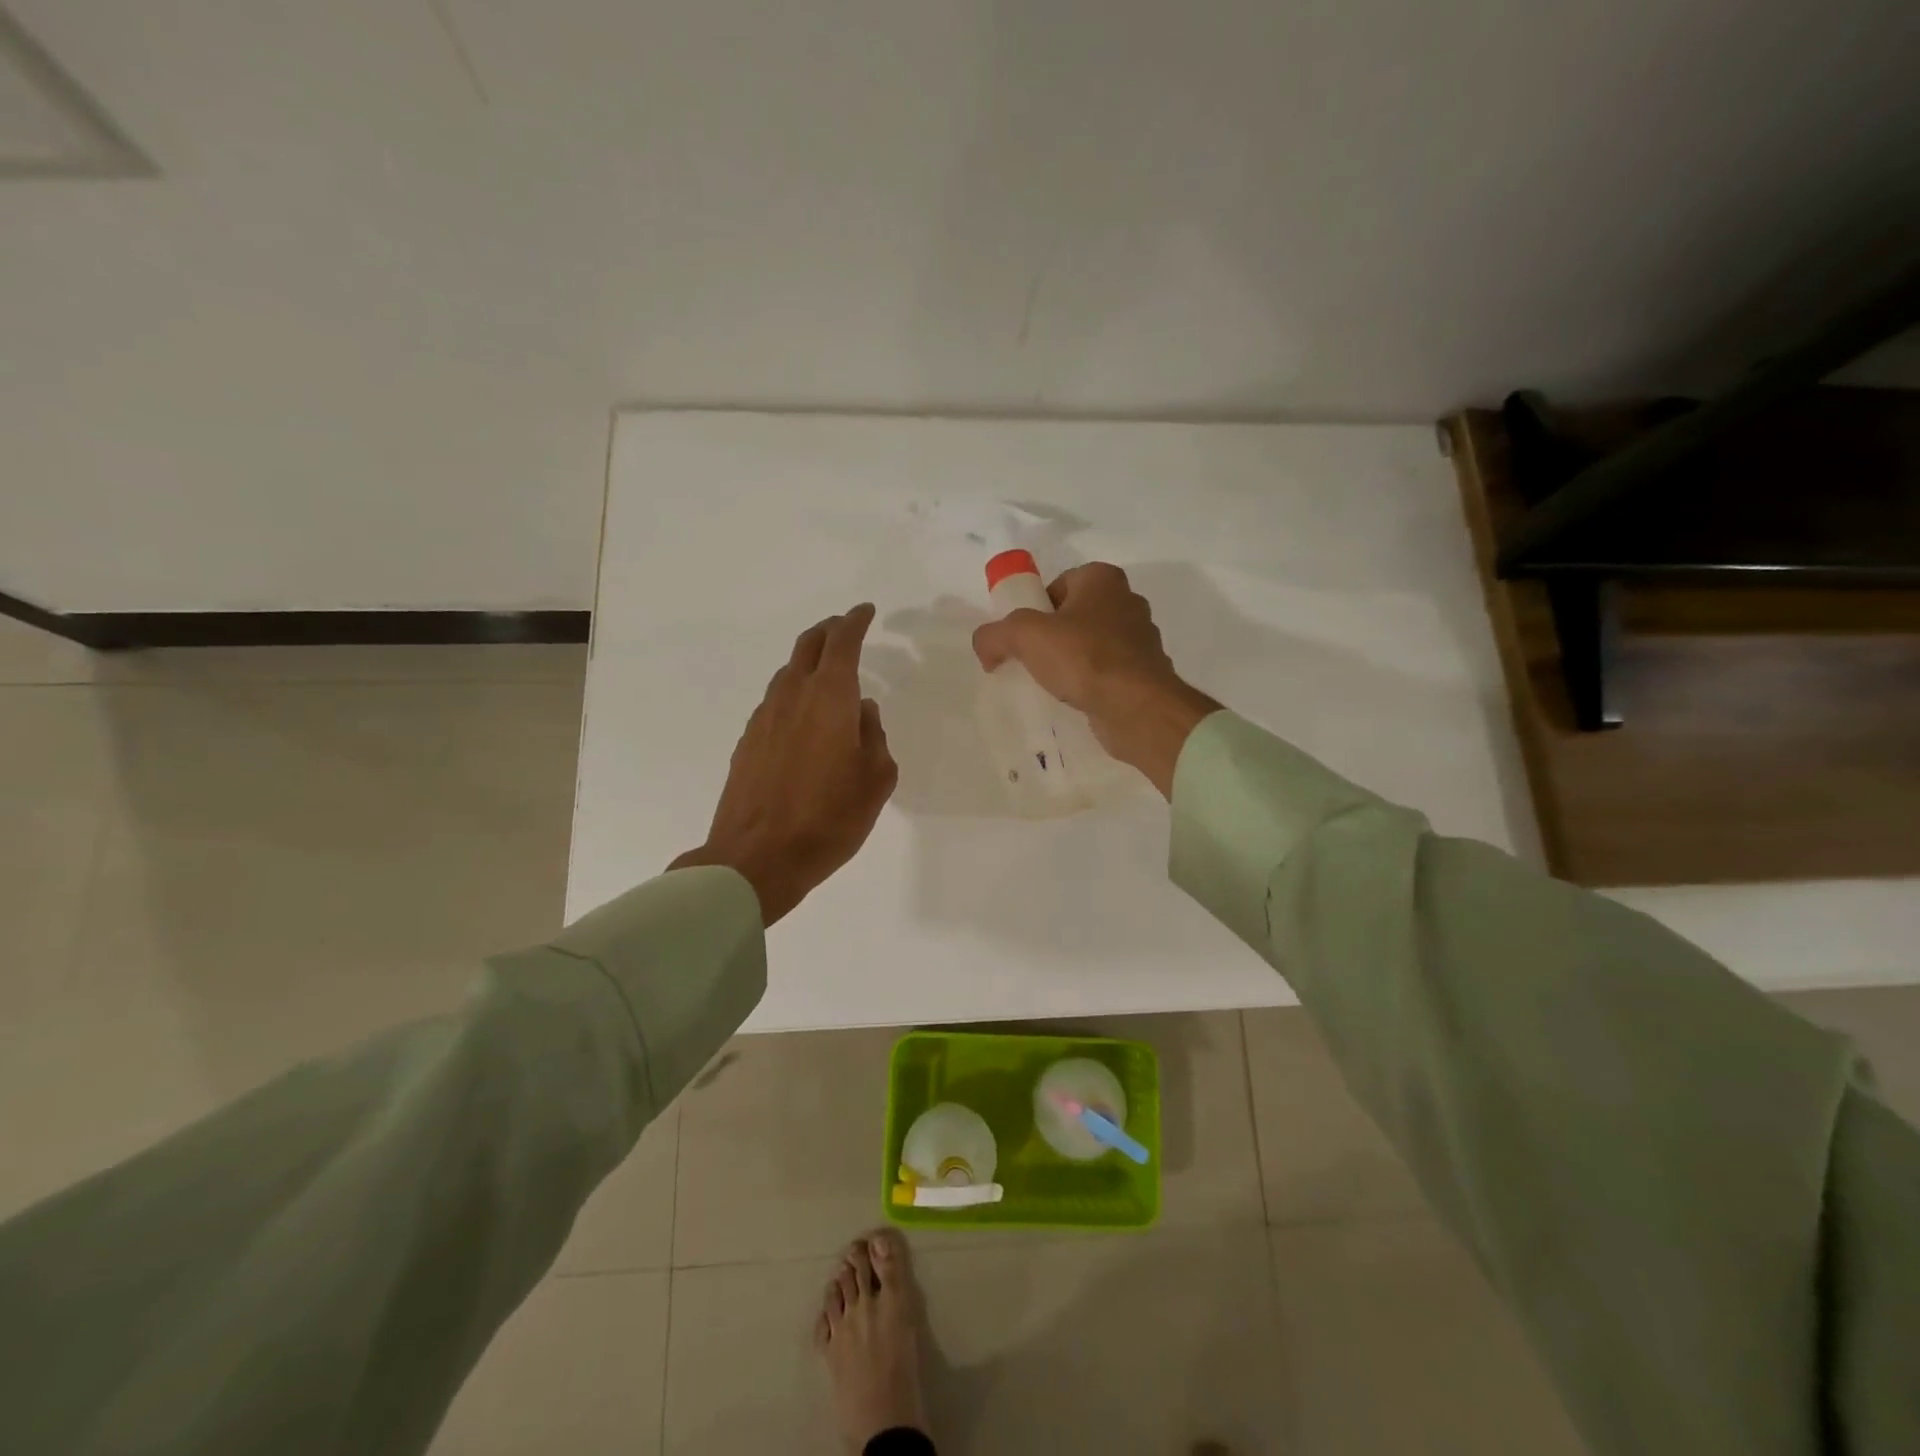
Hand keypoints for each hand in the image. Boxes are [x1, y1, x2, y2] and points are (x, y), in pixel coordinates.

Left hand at [671, 604, 897, 924]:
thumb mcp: (875, 779)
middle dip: (829, 631)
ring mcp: (764, 718)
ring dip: (808, 662)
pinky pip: (774, 702)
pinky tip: (802, 716)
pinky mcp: (747, 742)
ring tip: (826, 673)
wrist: (757, 858)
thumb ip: (874, 736)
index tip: (866, 612)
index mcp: (830, 698)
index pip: (843, 643)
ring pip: (787, 673)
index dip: (856, 622)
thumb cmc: (829, 819)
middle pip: (808, 646)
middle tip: (845, 628)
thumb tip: (863, 712)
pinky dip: (792, 693)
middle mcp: (793, 696)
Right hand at [970, 563, 1219, 797]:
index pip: (1058, 585)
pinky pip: (1106, 673)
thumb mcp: (1024, 636)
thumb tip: (984, 646)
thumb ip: (995, 634)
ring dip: (1071, 662)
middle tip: (1030, 662)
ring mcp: (1140, 640)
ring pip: (1091, 646)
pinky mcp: (1145, 674)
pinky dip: (1090, 684)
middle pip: (1074, 616)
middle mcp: (1127, 601)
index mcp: (1103, 579)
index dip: (1035, 609)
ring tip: (1050, 685)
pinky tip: (1073, 701)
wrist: (1137, 707)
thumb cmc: (1084, 657)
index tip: (1022, 637)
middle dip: (1051, 637)